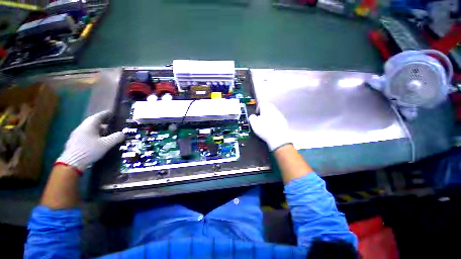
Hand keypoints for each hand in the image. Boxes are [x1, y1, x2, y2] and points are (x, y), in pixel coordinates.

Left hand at [56, 111, 123, 172]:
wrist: (72, 163)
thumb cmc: (90, 150)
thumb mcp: (106, 144)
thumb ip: (116, 137)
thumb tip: (123, 133)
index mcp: (89, 125)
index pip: (98, 116)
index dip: (106, 114)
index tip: (112, 113)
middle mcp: (82, 128)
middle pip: (93, 122)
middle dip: (103, 122)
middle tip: (111, 123)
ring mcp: (77, 135)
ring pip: (90, 129)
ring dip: (98, 129)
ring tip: (106, 133)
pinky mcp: (75, 142)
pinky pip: (86, 135)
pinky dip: (94, 135)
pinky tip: (98, 140)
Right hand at [248, 102, 290, 150]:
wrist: (278, 138)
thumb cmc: (265, 129)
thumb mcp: (253, 123)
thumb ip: (251, 117)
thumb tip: (252, 116)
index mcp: (266, 108)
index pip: (262, 103)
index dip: (258, 107)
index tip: (256, 113)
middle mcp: (274, 110)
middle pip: (268, 107)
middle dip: (264, 111)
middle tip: (260, 118)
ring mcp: (280, 116)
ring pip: (273, 113)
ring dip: (269, 116)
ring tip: (265, 124)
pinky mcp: (284, 122)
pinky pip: (277, 119)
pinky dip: (274, 122)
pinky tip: (271, 128)